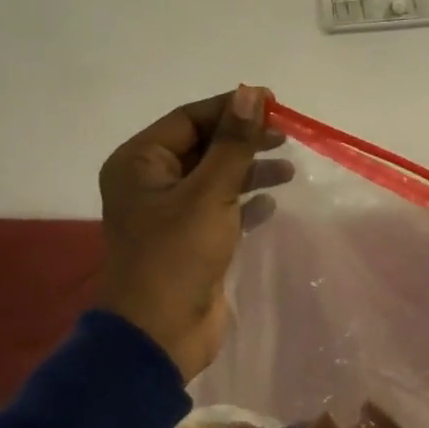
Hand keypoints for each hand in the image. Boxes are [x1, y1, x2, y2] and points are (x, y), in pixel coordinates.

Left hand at [97, 86, 290, 380]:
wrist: (160, 334)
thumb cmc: (178, 255)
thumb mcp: (209, 193)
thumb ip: (233, 144)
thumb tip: (251, 93)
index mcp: (139, 162)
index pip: (189, 119)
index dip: (232, 108)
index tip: (274, 103)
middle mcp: (150, 182)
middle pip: (203, 146)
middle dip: (244, 140)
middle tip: (286, 136)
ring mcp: (169, 213)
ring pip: (215, 177)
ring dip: (250, 170)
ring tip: (288, 170)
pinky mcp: (189, 240)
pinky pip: (220, 208)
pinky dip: (245, 203)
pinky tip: (272, 204)